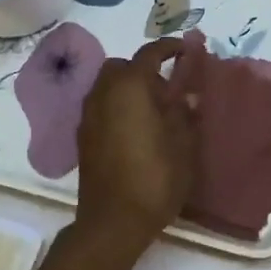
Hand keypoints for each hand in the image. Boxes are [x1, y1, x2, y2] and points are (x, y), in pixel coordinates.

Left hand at [75, 37, 198, 253]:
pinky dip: (117, 107)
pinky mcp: (83, 138)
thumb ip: (185, 113)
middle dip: (144, 69)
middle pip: (122, 67)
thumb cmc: (155, 179)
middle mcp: (103, 94)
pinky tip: (135, 130)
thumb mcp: (183, 145)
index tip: (187, 51)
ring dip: (128, 88)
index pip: (150, 54)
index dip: (170, 48)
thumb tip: (187, 95)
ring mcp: (88, 116)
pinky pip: (101, 107)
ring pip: (107, 86)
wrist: (113, 221)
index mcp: (130, 87)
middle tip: (168, 88)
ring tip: (153, 111)